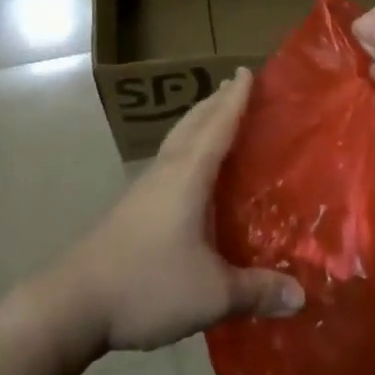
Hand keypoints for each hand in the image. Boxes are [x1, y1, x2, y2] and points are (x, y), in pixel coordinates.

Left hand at [53, 69, 303, 352]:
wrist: (72, 304)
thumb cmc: (147, 284)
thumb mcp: (211, 293)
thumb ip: (256, 291)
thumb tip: (302, 296)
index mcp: (188, 175)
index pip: (218, 125)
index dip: (236, 99)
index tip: (248, 70)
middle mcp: (166, 172)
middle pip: (193, 124)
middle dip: (215, 103)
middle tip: (235, 85)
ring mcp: (144, 189)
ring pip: (176, 141)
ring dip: (197, 123)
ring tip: (214, 117)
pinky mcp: (131, 209)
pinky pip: (167, 163)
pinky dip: (185, 150)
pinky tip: (190, 174)